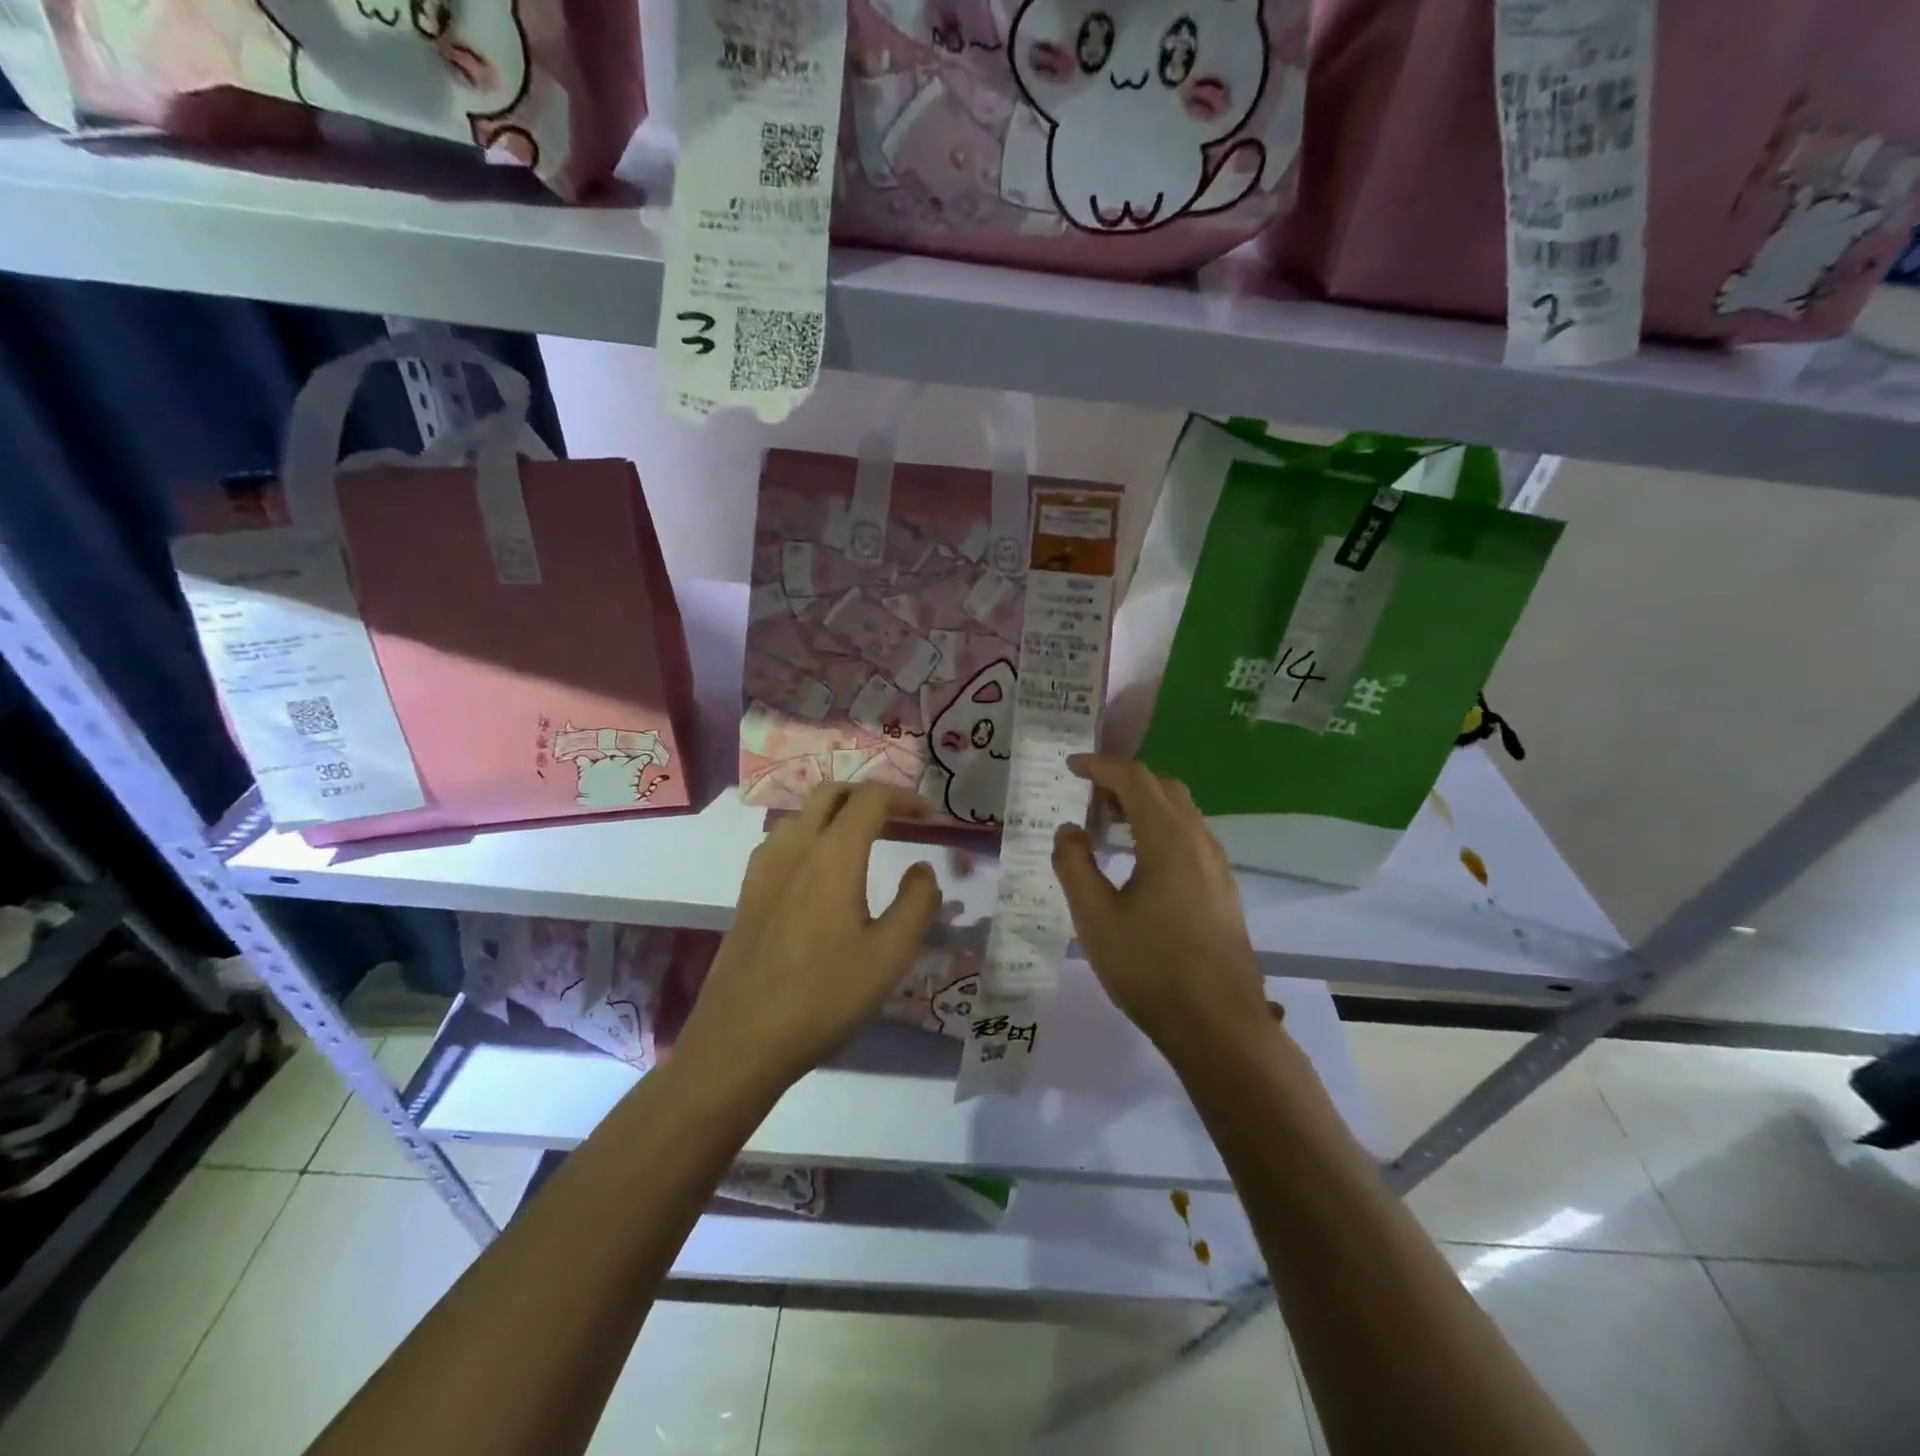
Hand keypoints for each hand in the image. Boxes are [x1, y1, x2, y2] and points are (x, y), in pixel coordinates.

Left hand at [675, 784, 941, 1092]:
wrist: (741, 1041)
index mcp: (832, 856)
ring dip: (836, 812)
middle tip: (898, 819)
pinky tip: (819, 871)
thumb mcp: (889, 955)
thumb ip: (917, 904)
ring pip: (801, 814)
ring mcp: (763, 870)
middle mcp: (794, 849)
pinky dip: (809, 835)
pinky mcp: (747, 894)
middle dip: (868, 795)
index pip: (870, 799)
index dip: (904, 798)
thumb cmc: (824, 997)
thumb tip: (922, 870)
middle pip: (830, 793)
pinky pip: (781, 842)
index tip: (930, 817)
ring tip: (863, 840)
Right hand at [1051, 755, 1269, 1055]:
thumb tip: (1070, 829)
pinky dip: (1160, 829)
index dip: (1100, 766)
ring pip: (1181, 812)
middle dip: (1124, 781)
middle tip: (1088, 795)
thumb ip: (1074, 864)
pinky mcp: (1224, 890)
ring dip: (1144, 805)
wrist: (1218, 1026)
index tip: (1071, 767)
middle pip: (1163, 788)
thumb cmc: (1150, 968)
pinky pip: (1190, 838)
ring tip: (1109, 825)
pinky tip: (1140, 860)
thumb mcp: (1094, 917)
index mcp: (1169, 839)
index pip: (1134, 779)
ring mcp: (1218, 866)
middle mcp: (1200, 841)